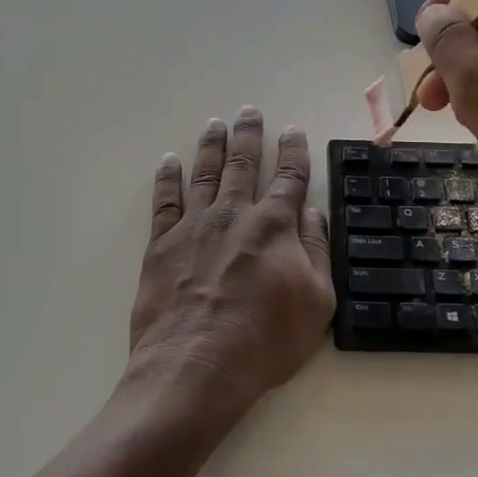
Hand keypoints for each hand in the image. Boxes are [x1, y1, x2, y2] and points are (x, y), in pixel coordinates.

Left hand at [128, 109, 334, 417]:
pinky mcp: (161, 244)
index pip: (289, 177)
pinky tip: (168, 162)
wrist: (197, 365)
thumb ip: (316, 250)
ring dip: (211, 145)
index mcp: (275, 225)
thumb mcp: (316, 301)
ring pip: (204, 173)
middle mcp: (234, 214)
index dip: (293, 151)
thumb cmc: (265, 340)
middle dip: (248, 135)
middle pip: (242, 163)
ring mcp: (194, 226)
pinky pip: (164, 201)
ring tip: (215, 123)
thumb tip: (313, 212)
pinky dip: (167, 178)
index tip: (292, 130)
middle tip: (249, 111)